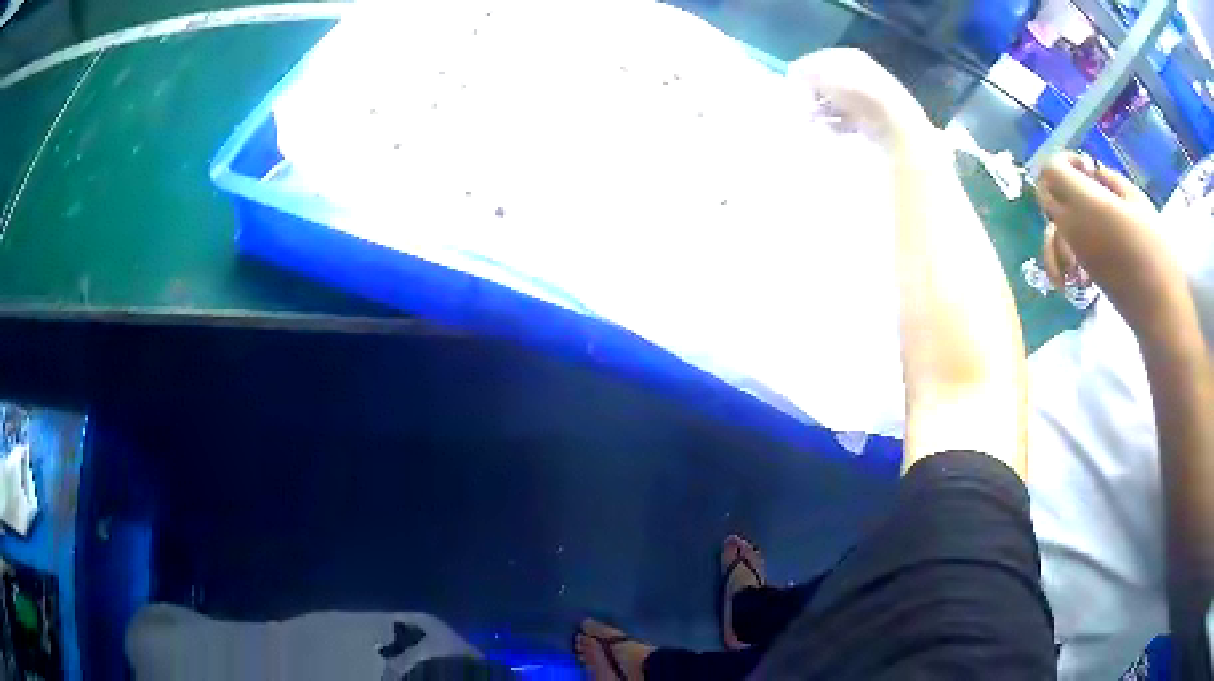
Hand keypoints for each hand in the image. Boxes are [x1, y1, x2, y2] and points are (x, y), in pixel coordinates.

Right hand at [787, 48, 930, 144]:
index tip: (791, 84)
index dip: (804, 71)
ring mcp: (868, 97)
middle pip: (828, 81)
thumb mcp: (823, 74)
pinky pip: (848, 120)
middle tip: (800, 105)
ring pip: (836, 101)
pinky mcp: (873, 120)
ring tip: (812, 121)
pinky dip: (837, 124)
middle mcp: (859, 73)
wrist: (891, 122)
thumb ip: (804, 72)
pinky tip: (830, 130)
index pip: (818, 59)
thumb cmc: (854, 91)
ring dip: (822, 110)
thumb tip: (793, 73)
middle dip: (812, 93)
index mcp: (849, 57)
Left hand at [1037, 152, 1185, 330]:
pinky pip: (1061, 248)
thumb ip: (1111, 180)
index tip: (1085, 165)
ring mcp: (1075, 252)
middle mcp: (1072, 227)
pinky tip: (1090, 228)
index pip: (1051, 171)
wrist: (1159, 308)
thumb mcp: (1137, 202)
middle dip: (1058, 180)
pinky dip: (1068, 234)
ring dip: (1062, 207)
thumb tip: (1094, 171)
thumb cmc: (1155, 249)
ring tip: (1088, 205)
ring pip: (1050, 222)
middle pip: (1044, 195)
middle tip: (1085, 180)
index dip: (1063, 160)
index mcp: (1085, 203)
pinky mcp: (1082, 271)